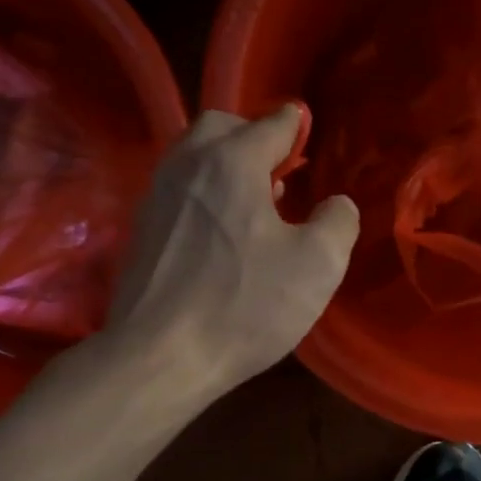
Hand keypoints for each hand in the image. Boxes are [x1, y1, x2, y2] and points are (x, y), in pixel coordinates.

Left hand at [104, 104, 358, 393]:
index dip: (297, 127)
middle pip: (222, 127)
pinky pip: (180, 192)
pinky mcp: (143, 231)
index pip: (272, 123)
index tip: (310, 139)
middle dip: (254, 137)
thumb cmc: (244, 305)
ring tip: (256, 203)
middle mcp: (188, 165)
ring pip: (194, 158)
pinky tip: (224, 235)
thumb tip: (337, 204)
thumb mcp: (317, 265)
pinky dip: (205, 194)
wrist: (158, 357)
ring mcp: (157, 197)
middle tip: (281, 171)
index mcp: (232, 161)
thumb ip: (338, 222)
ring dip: (227, 166)